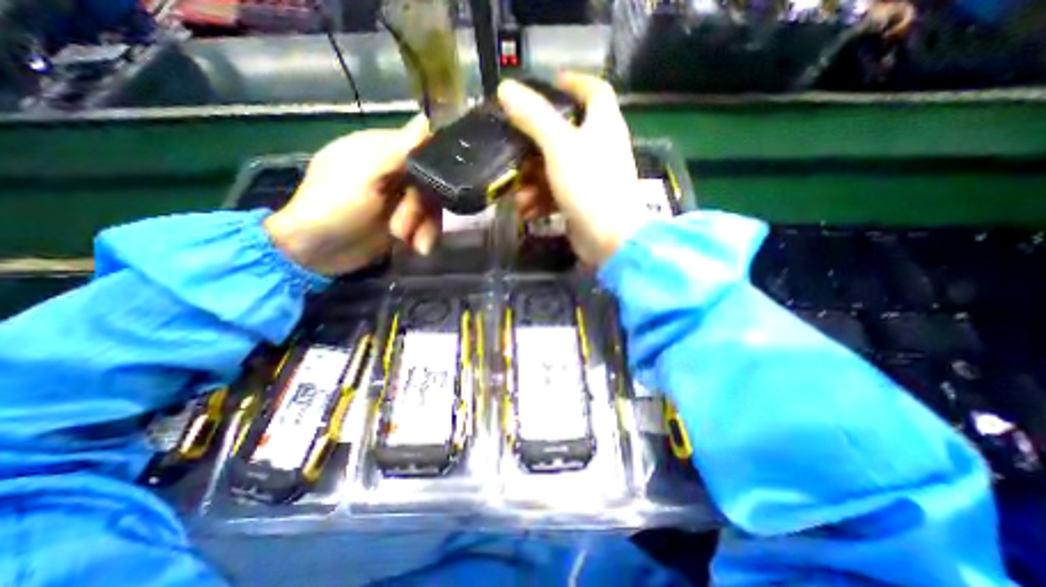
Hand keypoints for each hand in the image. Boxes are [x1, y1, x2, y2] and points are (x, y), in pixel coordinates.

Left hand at [263, 116, 443, 277]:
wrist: (317, 253)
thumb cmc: (334, 208)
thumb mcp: (366, 176)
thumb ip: (398, 150)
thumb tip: (428, 119)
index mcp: (379, 150)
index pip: (421, 147)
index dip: (433, 166)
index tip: (437, 188)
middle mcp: (393, 170)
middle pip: (430, 182)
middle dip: (422, 210)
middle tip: (403, 229)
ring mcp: (399, 197)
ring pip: (431, 206)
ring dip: (425, 227)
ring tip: (413, 245)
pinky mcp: (404, 219)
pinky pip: (428, 222)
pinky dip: (425, 235)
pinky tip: (416, 248)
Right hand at [496, 71, 646, 266]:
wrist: (609, 238)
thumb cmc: (589, 185)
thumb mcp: (559, 146)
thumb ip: (533, 117)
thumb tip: (506, 88)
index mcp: (603, 124)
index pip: (594, 90)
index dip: (574, 81)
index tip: (550, 83)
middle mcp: (599, 148)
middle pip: (563, 135)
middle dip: (534, 147)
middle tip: (512, 153)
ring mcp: (590, 178)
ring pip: (554, 169)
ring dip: (532, 182)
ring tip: (518, 195)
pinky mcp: (582, 202)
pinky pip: (556, 194)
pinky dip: (541, 200)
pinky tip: (527, 211)